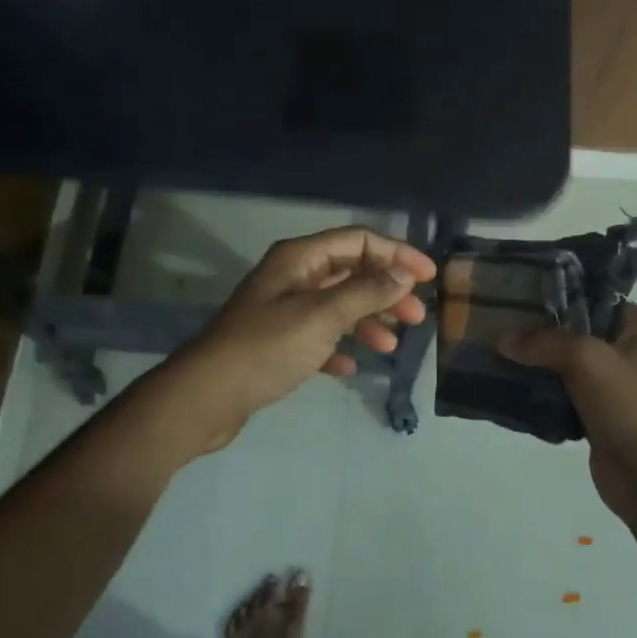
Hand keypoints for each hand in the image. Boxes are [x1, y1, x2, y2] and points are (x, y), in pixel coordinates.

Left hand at [163, 227, 436, 451]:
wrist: (207, 396)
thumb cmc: (266, 348)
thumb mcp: (321, 316)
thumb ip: (365, 293)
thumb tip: (404, 274)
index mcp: (300, 259)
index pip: (358, 241)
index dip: (397, 254)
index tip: (428, 277)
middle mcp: (293, 277)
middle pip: (351, 272)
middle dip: (386, 291)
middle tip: (415, 317)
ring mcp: (284, 310)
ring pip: (338, 306)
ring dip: (367, 321)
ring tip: (390, 346)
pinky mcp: (278, 343)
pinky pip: (319, 337)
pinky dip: (339, 347)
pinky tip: (350, 367)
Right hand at [498, 305, 636, 520]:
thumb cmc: (630, 406)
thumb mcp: (587, 359)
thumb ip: (544, 343)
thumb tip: (502, 340)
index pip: (596, 300)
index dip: (559, 298)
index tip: (519, 296)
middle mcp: (634, 353)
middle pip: (578, 332)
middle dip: (541, 333)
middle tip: (501, 326)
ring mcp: (616, 387)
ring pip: (567, 365)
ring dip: (537, 364)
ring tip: (498, 354)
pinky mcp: (599, 415)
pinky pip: (564, 394)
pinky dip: (542, 392)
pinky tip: (512, 386)